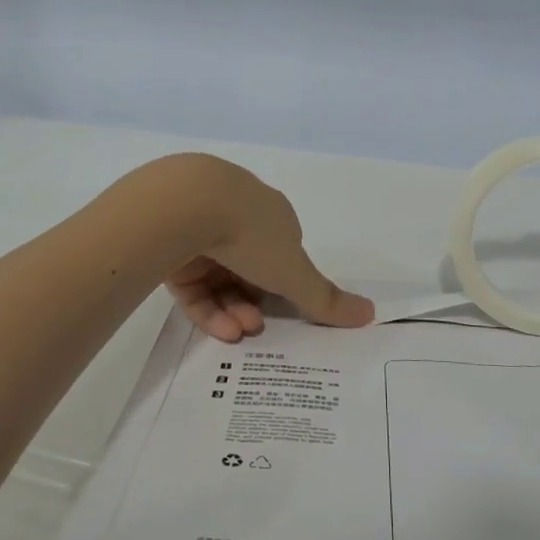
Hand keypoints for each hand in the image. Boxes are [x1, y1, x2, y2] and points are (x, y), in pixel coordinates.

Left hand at [155, 156, 374, 342]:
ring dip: (232, 310)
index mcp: (269, 215)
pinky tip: (218, 329)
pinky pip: (190, 284)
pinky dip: (206, 308)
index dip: (285, 286)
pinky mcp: (168, 245)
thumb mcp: (294, 272)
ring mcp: (198, 229)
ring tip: (236, 333)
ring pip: (218, 280)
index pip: (281, 254)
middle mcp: (235, 218)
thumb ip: (325, 298)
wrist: (184, 206)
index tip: (288, 313)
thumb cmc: (250, 233)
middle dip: (255, 304)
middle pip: (248, 271)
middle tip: (256, 329)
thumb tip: (371, 314)